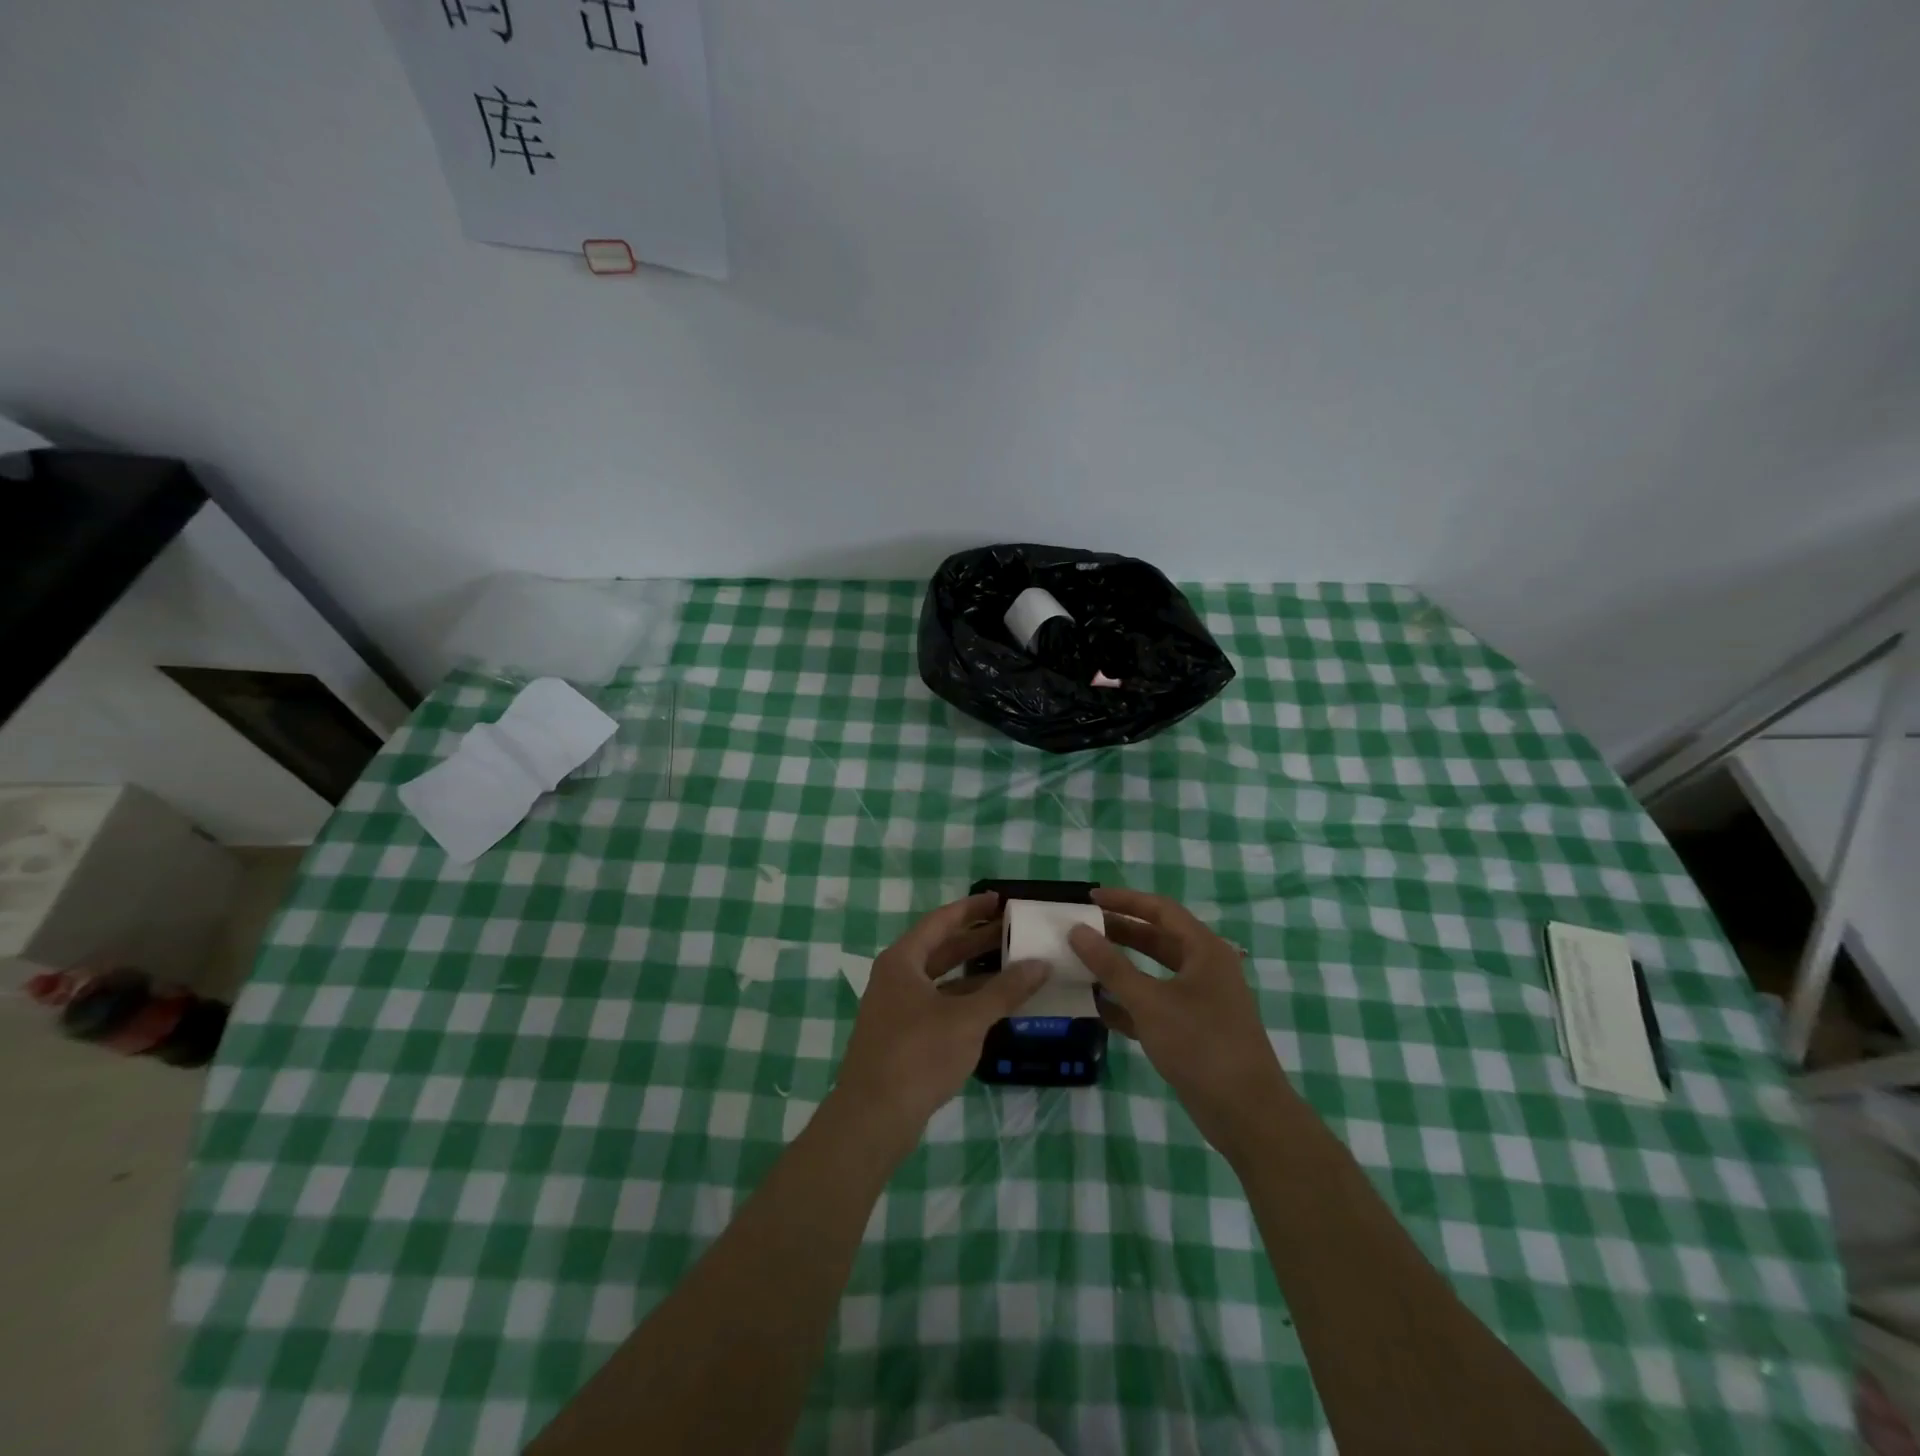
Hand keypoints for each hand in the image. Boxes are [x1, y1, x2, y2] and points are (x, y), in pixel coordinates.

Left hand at [830, 892, 1046, 1159]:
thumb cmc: (918, 1055)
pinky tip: (992, 1006)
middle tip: (1013, 931)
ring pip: (941, 979)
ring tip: (1012, 966)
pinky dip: (965, 1000)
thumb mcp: (967, 1019)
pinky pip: (939, 1004)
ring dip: (974, 972)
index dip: (971, 908)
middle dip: (976, 939)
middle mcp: (895, 977)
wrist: (873, 1117)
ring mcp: (896, 1008)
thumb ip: (1005, 990)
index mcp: (903, 961)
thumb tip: (1040, 964)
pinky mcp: (902, 1037)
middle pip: (941, 948)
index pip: (941, 921)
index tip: (1000, 900)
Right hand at [1068, 887, 1292, 1159]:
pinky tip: (1098, 1007)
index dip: (1124, 900)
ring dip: (1121, 968)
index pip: (1160, 910)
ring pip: (1154, 973)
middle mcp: (1205, 968)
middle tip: (1081, 929)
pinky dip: (1129, 1002)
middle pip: (1157, 939)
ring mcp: (1200, 1001)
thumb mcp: (1150, 1001)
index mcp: (1204, 950)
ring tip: (1083, 963)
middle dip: (1119, 933)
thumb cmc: (1201, 1045)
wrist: (1247, 1114)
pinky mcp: (1193, 1030)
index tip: (1089, 898)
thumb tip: (1077, 930)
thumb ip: (1111, 965)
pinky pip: (1155, 1004)